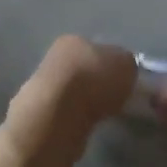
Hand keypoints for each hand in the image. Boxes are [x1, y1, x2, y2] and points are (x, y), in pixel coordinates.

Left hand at [2, 36, 137, 161]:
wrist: (59, 114)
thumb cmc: (95, 80)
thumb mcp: (126, 64)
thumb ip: (127, 65)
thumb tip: (124, 71)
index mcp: (74, 40)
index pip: (97, 48)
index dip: (113, 64)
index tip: (125, 82)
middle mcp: (55, 58)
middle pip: (84, 70)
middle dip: (98, 84)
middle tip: (116, 100)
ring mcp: (43, 86)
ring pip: (74, 92)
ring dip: (86, 102)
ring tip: (103, 115)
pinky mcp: (40, 113)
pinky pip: (66, 113)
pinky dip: (77, 118)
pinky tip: (87, 126)